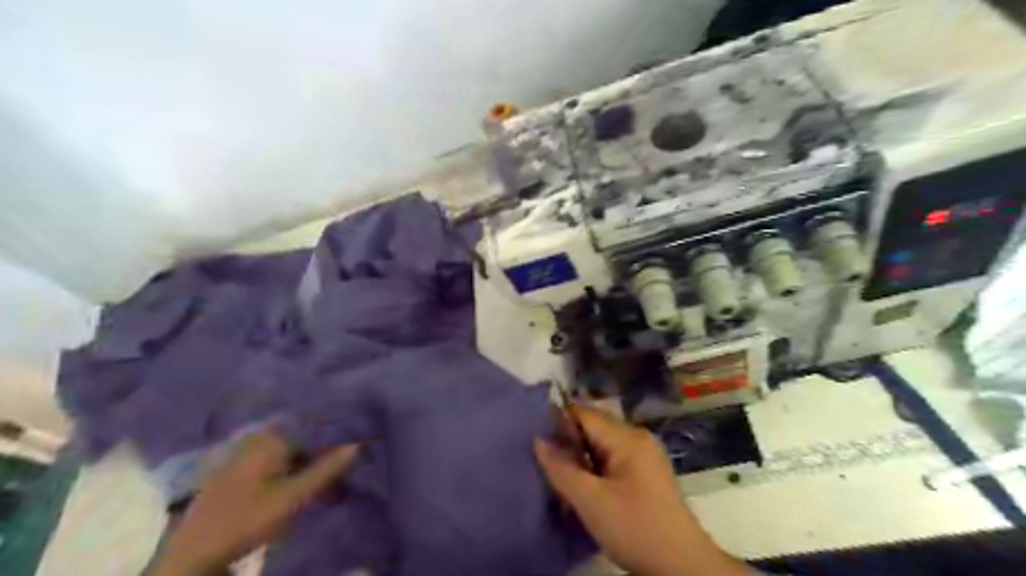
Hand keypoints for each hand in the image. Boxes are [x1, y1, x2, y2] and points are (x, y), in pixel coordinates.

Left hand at [147, 430, 360, 572]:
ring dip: (310, 468)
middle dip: (324, 456)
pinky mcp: (236, 475)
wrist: (191, 555)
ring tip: (329, 486)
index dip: (337, 440)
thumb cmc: (247, 518)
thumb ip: (327, 469)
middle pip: (302, 442)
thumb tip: (358, 445)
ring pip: (290, 456)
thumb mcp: (294, 496)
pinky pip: (275, 466)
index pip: (314, 429)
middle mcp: (257, 439)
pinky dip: (292, 475)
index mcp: (270, 437)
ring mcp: (244, 456)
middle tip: (345, 473)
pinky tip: (302, 490)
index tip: (356, 450)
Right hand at [537, 405, 745, 574]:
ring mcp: (644, 455)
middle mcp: (637, 438)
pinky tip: (584, 487)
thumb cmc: (634, 528)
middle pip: (593, 428)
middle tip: (546, 464)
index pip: (584, 414)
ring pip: (601, 445)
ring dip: (581, 458)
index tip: (535, 437)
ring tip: (562, 478)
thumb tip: (538, 440)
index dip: (558, 421)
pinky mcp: (646, 472)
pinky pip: (612, 459)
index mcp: (627, 438)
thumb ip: (561, 469)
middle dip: (568, 443)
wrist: (681, 566)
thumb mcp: (591, 501)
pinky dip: (595, 468)